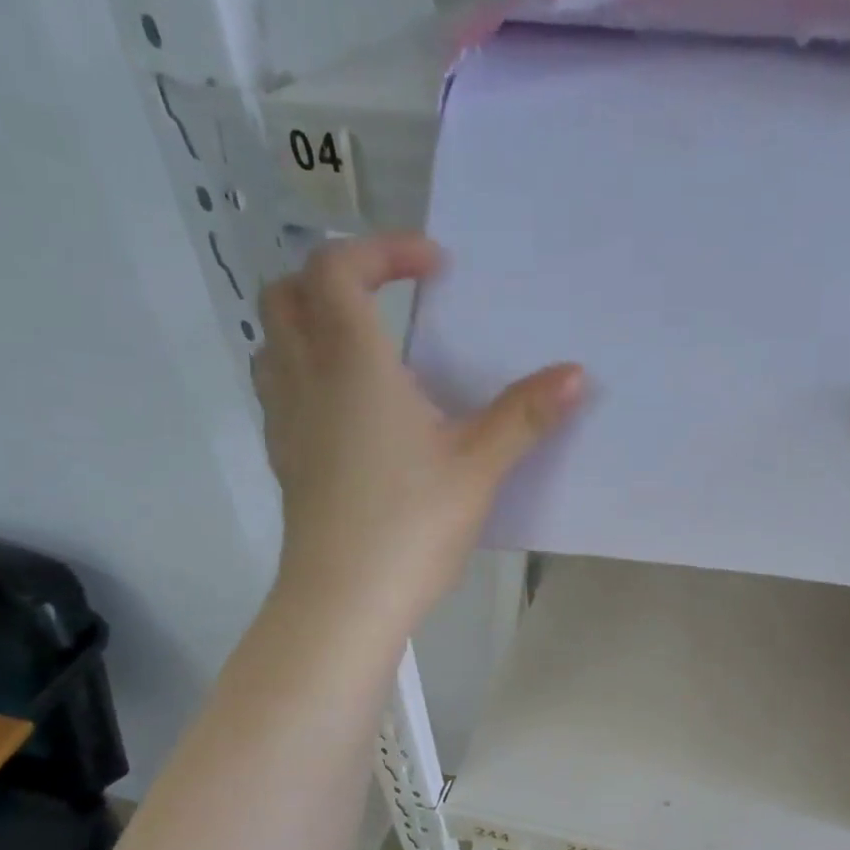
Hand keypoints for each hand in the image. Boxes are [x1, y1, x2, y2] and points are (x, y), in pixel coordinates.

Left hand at [253, 233, 581, 632]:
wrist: (345, 600)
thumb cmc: (412, 524)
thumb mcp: (479, 467)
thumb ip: (525, 416)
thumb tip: (576, 374)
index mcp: (351, 363)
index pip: (339, 267)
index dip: (383, 250)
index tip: (434, 266)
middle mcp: (305, 378)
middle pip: (288, 293)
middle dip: (336, 278)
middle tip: (389, 299)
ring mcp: (286, 420)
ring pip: (273, 341)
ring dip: (311, 324)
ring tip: (366, 349)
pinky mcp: (285, 459)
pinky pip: (280, 390)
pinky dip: (306, 373)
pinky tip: (350, 412)